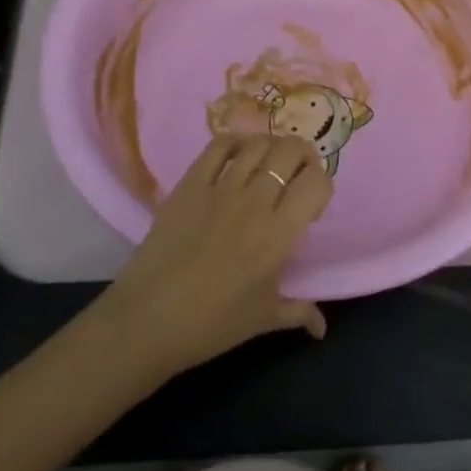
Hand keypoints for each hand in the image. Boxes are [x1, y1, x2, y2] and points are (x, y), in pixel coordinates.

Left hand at [94, 134, 330, 378]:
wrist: (147, 320)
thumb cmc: (212, 324)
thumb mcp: (263, 319)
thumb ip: (299, 312)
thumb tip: (321, 326)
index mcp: (279, 234)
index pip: (316, 183)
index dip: (323, 186)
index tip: (312, 208)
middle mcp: (254, 202)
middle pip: (290, 151)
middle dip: (303, 158)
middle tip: (298, 177)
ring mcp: (219, 188)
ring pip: (257, 144)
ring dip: (271, 149)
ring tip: (268, 167)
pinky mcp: (189, 185)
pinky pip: (217, 147)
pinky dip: (234, 144)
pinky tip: (238, 157)